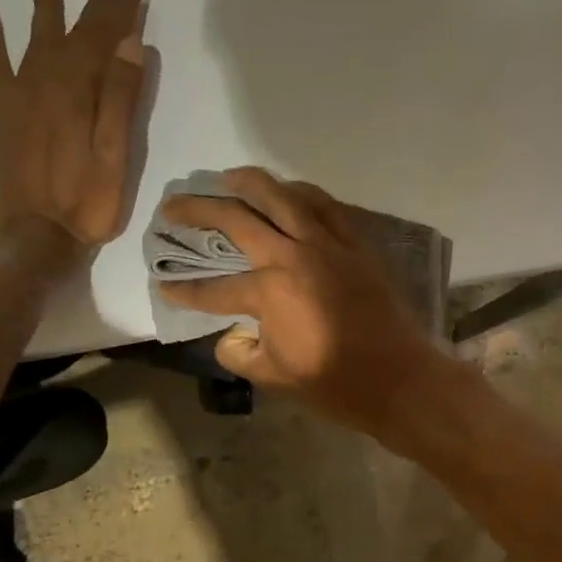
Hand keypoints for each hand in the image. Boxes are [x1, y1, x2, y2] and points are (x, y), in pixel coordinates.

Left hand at [0, 0, 146, 255]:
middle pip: (73, 31)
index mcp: (80, 92)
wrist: (31, 238)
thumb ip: (122, 100)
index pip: (105, 37)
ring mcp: (19, 96)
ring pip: (35, 39)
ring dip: (45, 6)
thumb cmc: (86, 203)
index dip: (119, 5)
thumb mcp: (117, 156)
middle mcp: (47, 82)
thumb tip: (132, 45)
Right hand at [156, 168, 455, 438]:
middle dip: (198, 210)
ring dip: (250, 183)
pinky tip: (290, 192)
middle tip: (173, 205)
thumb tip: (231, 334)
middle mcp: (293, 256)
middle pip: (237, 219)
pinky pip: (327, 207)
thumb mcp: (274, 377)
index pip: (214, 289)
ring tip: (228, 178)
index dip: (185, 290)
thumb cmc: (334, 384)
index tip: (163, 285)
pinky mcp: (356, 246)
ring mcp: (328, 245)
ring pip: (283, 197)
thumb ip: (240, 352)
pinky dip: (303, 194)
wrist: (398, 380)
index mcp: (268, 291)